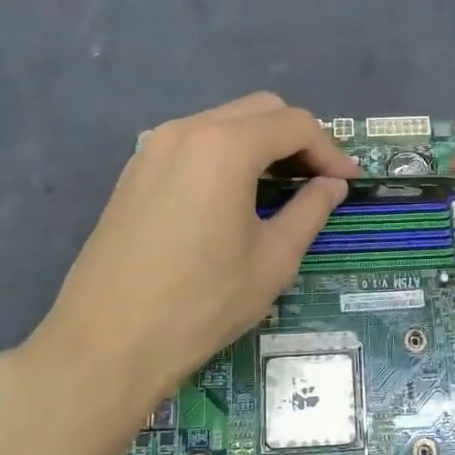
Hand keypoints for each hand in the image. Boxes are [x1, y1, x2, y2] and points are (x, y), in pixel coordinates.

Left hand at [12, 93, 357, 429]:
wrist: (107, 343)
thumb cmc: (201, 303)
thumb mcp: (273, 260)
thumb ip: (310, 211)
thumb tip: (331, 186)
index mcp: (225, 147)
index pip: (294, 125)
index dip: (329, 150)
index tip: (348, 182)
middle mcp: (186, 131)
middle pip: (259, 111)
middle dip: (297, 139)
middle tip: (317, 181)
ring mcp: (152, 148)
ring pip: (222, 122)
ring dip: (260, 144)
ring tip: (279, 189)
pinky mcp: (134, 172)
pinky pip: (192, 143)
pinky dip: (225, 155)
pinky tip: (233, 197)